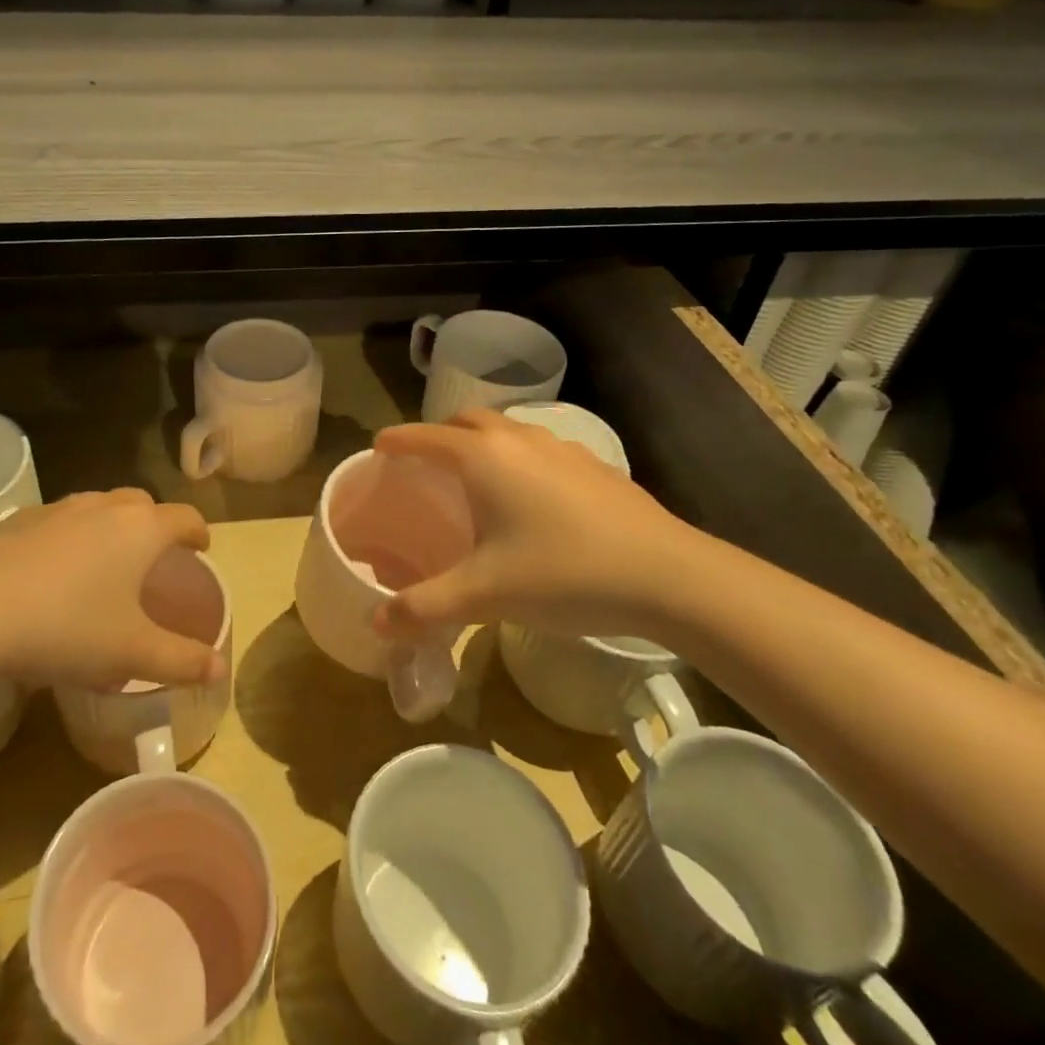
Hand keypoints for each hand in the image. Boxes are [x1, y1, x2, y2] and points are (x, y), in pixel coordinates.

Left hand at [0, 489, 222, 689]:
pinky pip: (59, 520)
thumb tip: (219, 668)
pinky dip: (69, 536)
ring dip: (111, 526)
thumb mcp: (131, 653)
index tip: (200, 548)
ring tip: (103, 563)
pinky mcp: (20, 519)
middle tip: (152, 559)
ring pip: (99, 506)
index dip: (198, 532)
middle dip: (155, 524)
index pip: (185, 517)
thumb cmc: (67, 627)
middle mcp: (105, 506)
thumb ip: (181, 661)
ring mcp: (59, 508)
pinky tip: (52, 571)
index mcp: (141, 529)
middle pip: (142, 503)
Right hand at [371, 409, 714, 643]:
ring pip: (509, 431)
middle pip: (467, 421)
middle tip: (425, 464)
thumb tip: (375, 623)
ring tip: (477, 480)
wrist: (670, 577)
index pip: (425, 437)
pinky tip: (534, 500)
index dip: (397, 441)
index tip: (378, 446)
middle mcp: (519, 441)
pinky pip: (542, 450)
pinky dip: (521, 459)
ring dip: (484, 443)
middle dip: (440, 434)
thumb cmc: (563, 574)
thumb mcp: (485, 595)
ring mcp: (563, 449)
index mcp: (483, 459)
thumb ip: (424, 608)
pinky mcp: (596, 467)